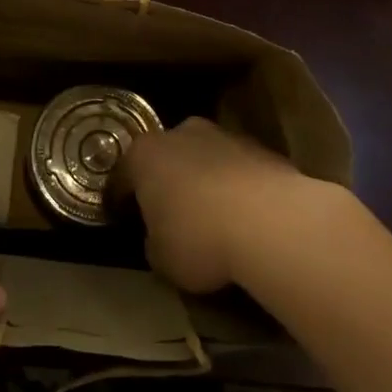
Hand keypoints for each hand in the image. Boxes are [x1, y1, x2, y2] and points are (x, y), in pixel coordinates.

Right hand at [116, 117, 319, 293]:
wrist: (273, 222)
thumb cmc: (200, 238)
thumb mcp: (162, 258)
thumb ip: (153, 242)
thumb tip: (159, 237)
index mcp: (145, 154)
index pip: (121, 177)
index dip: (118, 201)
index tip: (121, 219)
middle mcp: (181, 133)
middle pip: (165, 157)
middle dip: (165, 181)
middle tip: (168, 214)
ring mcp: (224, 136)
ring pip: (204, 158)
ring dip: (203, 180)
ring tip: (212, 216)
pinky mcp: (261, 148)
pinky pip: (237, 169)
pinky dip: (236, 186)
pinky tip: (244, 216)